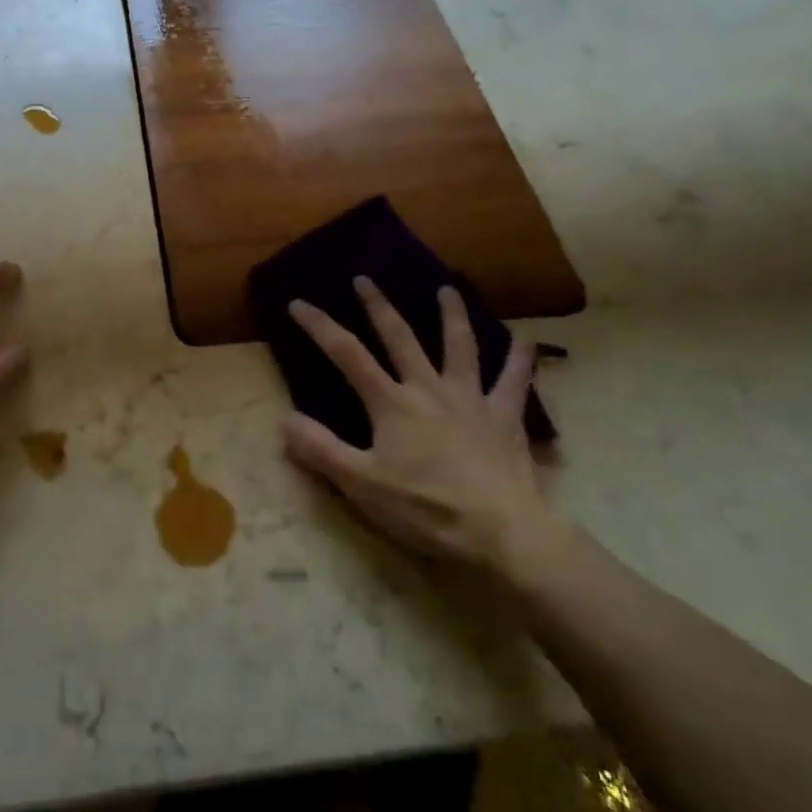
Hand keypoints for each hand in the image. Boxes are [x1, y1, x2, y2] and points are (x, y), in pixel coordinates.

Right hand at [281, 277, 556, 573]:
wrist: (502, 532)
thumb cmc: (428, 509)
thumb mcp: (363, 485)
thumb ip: (322, 450)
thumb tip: (284, 419)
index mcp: (392, 403)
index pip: (347, 355)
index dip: (320, 326)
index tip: (299, 303)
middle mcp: (429, 389)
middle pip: (400, 337)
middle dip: (378, 306)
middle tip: (364, 279)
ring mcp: (471, 399)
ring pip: (460, 346)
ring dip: (452, 315)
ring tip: (447, 289)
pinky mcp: (505, 418)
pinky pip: (514, 382)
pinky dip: (521, 360)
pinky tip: (527, 341)